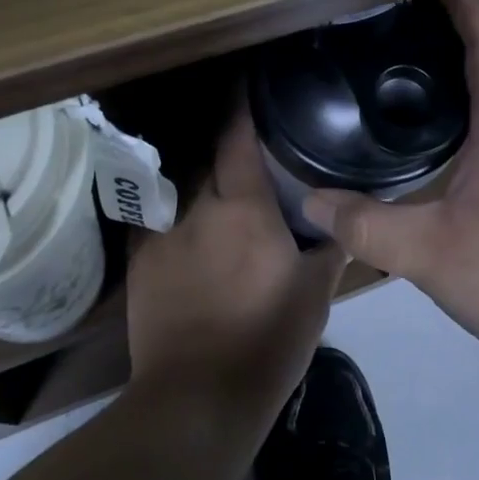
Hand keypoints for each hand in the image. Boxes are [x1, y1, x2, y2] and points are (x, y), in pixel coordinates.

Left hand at [125, 105, 346, 423]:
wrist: (198, 396)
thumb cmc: (267, 341)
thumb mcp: (315, 295)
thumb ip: (329, 248)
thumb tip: (339, 220)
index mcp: (245, 210)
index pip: (238, 140)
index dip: (241, 107)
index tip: (246, 83)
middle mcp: (198, 208)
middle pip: (205, 157)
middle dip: (220, 143)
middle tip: (239, 138)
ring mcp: (162, 233)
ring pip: (178, 185)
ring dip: (195, 174)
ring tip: (208, 170)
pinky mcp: (138, 261)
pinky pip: (153, 215)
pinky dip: (169, 205)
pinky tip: (178, 211)